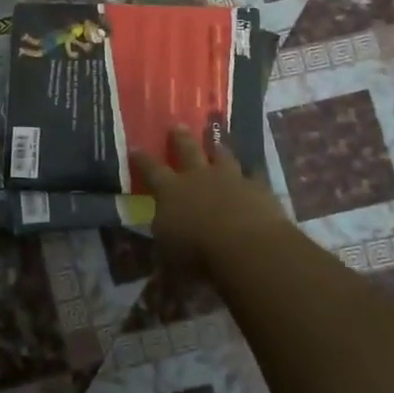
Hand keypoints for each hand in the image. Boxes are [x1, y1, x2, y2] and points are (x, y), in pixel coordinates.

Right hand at [131, 125, 288, 270]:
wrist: (247, 246)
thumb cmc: (198, 255)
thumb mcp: (170, 261)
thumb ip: (164, 254)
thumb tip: (156, 266)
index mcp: (171, 192)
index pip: (151, 171)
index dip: (142, 160)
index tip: (135, 148)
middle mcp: (199, 178)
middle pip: (187, 150)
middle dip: (180, 138)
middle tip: (177, 126)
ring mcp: (230, 179)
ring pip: (223, 157)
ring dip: (218, 150)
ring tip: (217, 143)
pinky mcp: (258, 188)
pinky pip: (254, 176)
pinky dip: (252, 176)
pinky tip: (255, 175)